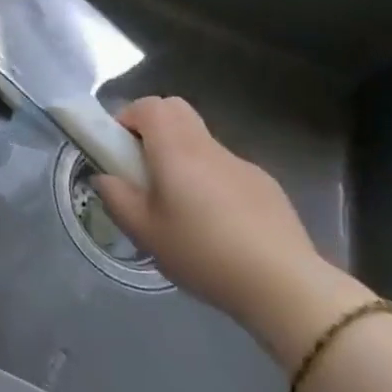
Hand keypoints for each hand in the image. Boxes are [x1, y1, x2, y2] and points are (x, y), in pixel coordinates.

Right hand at [92, 96, 368, 363]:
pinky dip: (213, 183)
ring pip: (201, 142)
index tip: (120, 150)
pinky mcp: (267, 187)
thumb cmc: (204, 252)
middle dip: (153, 130)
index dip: (128, 119)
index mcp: (175, 148)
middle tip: (144, 169)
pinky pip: (227, 170)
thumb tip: (106, 177)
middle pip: (176, 111)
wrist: (286, 286)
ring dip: (184, 159)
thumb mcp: (145, 232)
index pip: (148, 105)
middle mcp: (208, 145)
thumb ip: (117, 198)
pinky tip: (220, 227)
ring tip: (182, 208)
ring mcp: (242, 164)